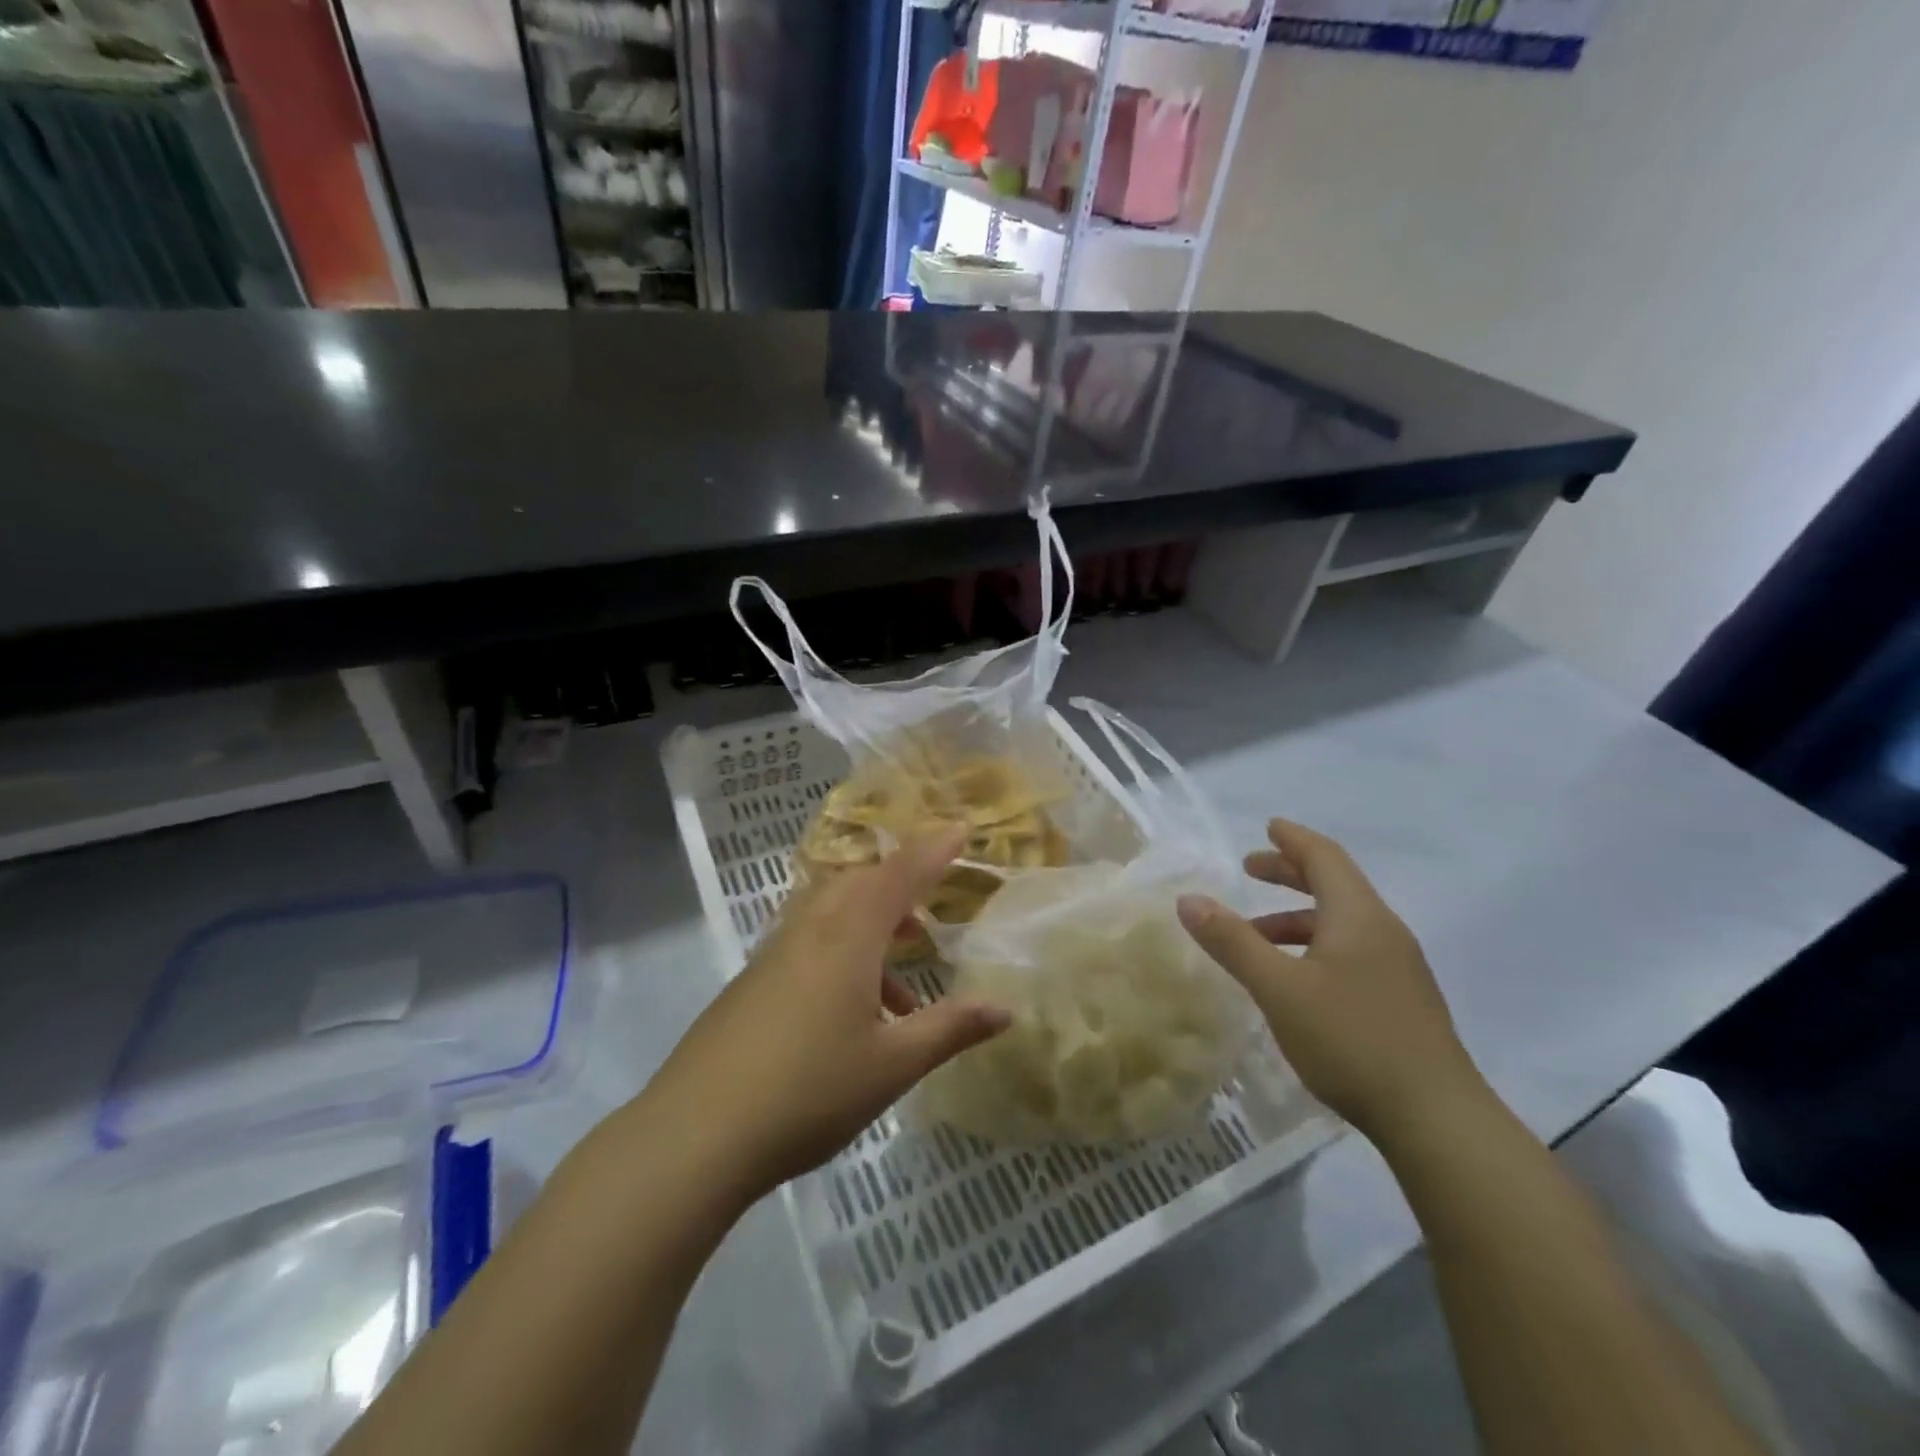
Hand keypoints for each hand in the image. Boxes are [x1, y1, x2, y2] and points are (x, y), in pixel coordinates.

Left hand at [648, 827, 1011, 1206]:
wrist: (695, 1134)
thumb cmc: (808, 1092)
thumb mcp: (892, 1065)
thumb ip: (950, 1029)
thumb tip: (1005, 1009)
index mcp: (847, 936)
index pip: (900, 874)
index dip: (934, 850)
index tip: (962, 828)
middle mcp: (810, 930)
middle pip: (860, 883)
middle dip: (900, 888)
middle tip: (930, 918)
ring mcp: (775, 954)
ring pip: (832, 914)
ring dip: (873, 930)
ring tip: (904, 992)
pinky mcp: (753, 981)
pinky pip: (810, 944)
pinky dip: (844, 958)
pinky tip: (856, 1019)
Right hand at [1176, 818, 1489, 1143]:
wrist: (1437, 1120)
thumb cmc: (1352, 1040)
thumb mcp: (1278, 989)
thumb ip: (1232, 942)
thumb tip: (1188, 899)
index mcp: (1358, 916)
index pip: (1324, 858)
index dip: (1293, 839)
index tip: (1268, 826)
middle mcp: (1383, 932)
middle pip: (1334, 885)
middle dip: (1290, 873)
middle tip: (1250, 868)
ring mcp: (1398, 968)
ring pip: (1341, 923)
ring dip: (1297, 918)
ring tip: (1255, 935)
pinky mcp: (1402, 1000)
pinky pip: (1351, 951)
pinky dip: (1314, 946)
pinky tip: (1294, 979)